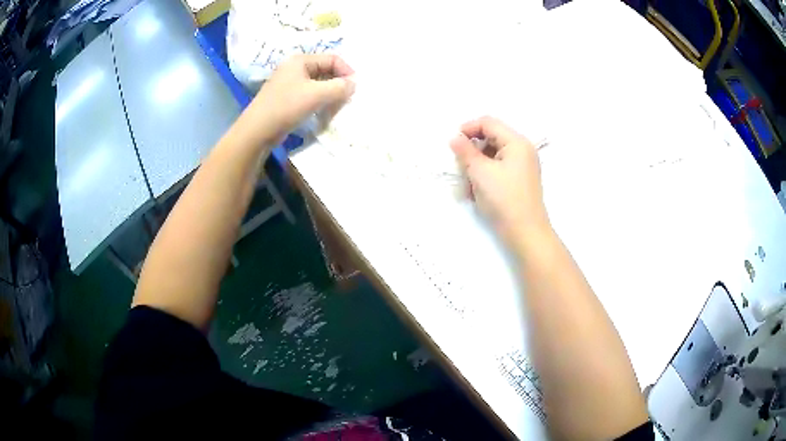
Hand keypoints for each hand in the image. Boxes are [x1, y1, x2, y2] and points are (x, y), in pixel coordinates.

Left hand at [250, 54, 354, 143]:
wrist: (257, 131)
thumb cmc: (286, 107)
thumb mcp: (316, 95)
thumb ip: (339, 87)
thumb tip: (354, 84)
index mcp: (301, 60)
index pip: (332, 59)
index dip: (346, 71)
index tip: (355, 88)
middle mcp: (295, 68)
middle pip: (326, 70)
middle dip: (338, 84)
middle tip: (347, 99)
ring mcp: (290, 83)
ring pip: (318, 84)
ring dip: (330, 94)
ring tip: (336, 108)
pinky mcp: (287, 98)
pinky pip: (310, 95)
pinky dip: (319, 101)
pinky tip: (323, 113)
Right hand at [450, 116, 550, 246]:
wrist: (525, 232)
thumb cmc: (504, 198)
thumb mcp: (480, 172)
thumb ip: (465, 151)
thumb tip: (454, 138)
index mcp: (516, 142)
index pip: (488, 123)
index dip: (468, 128)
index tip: (452, 143)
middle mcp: (522, 150)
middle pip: (490, 138)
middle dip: (472, 149)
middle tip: (459, 165)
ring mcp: (522, 166)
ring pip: (492, 155)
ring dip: (476, 164)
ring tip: (467, 183)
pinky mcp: (518, 180)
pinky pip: (497, 169)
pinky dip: (484, 175)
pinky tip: (476, 191)